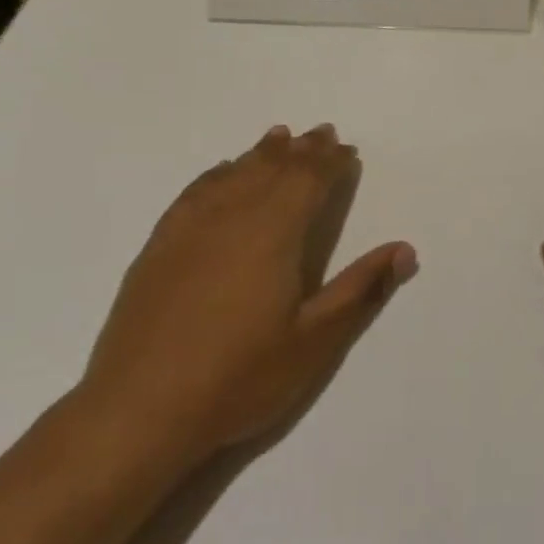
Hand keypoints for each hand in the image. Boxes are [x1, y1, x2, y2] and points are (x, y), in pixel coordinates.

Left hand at [74, 124, 416, 489]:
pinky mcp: (160, 245)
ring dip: (262, 153)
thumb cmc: (239, 376)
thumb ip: (361, 289)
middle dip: (302, 150)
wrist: (139, 410)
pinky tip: (222, 172)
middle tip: (321, 133)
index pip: (309, 180)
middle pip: (274, 168)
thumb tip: (405, 250)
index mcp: (275, 232)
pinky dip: (218, 173)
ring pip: (235, 173)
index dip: (330, 162)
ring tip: (279, 137)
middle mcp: (234, 215)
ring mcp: (191, 227)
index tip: (346, 150)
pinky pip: (196, 191)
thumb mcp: (314, 342)